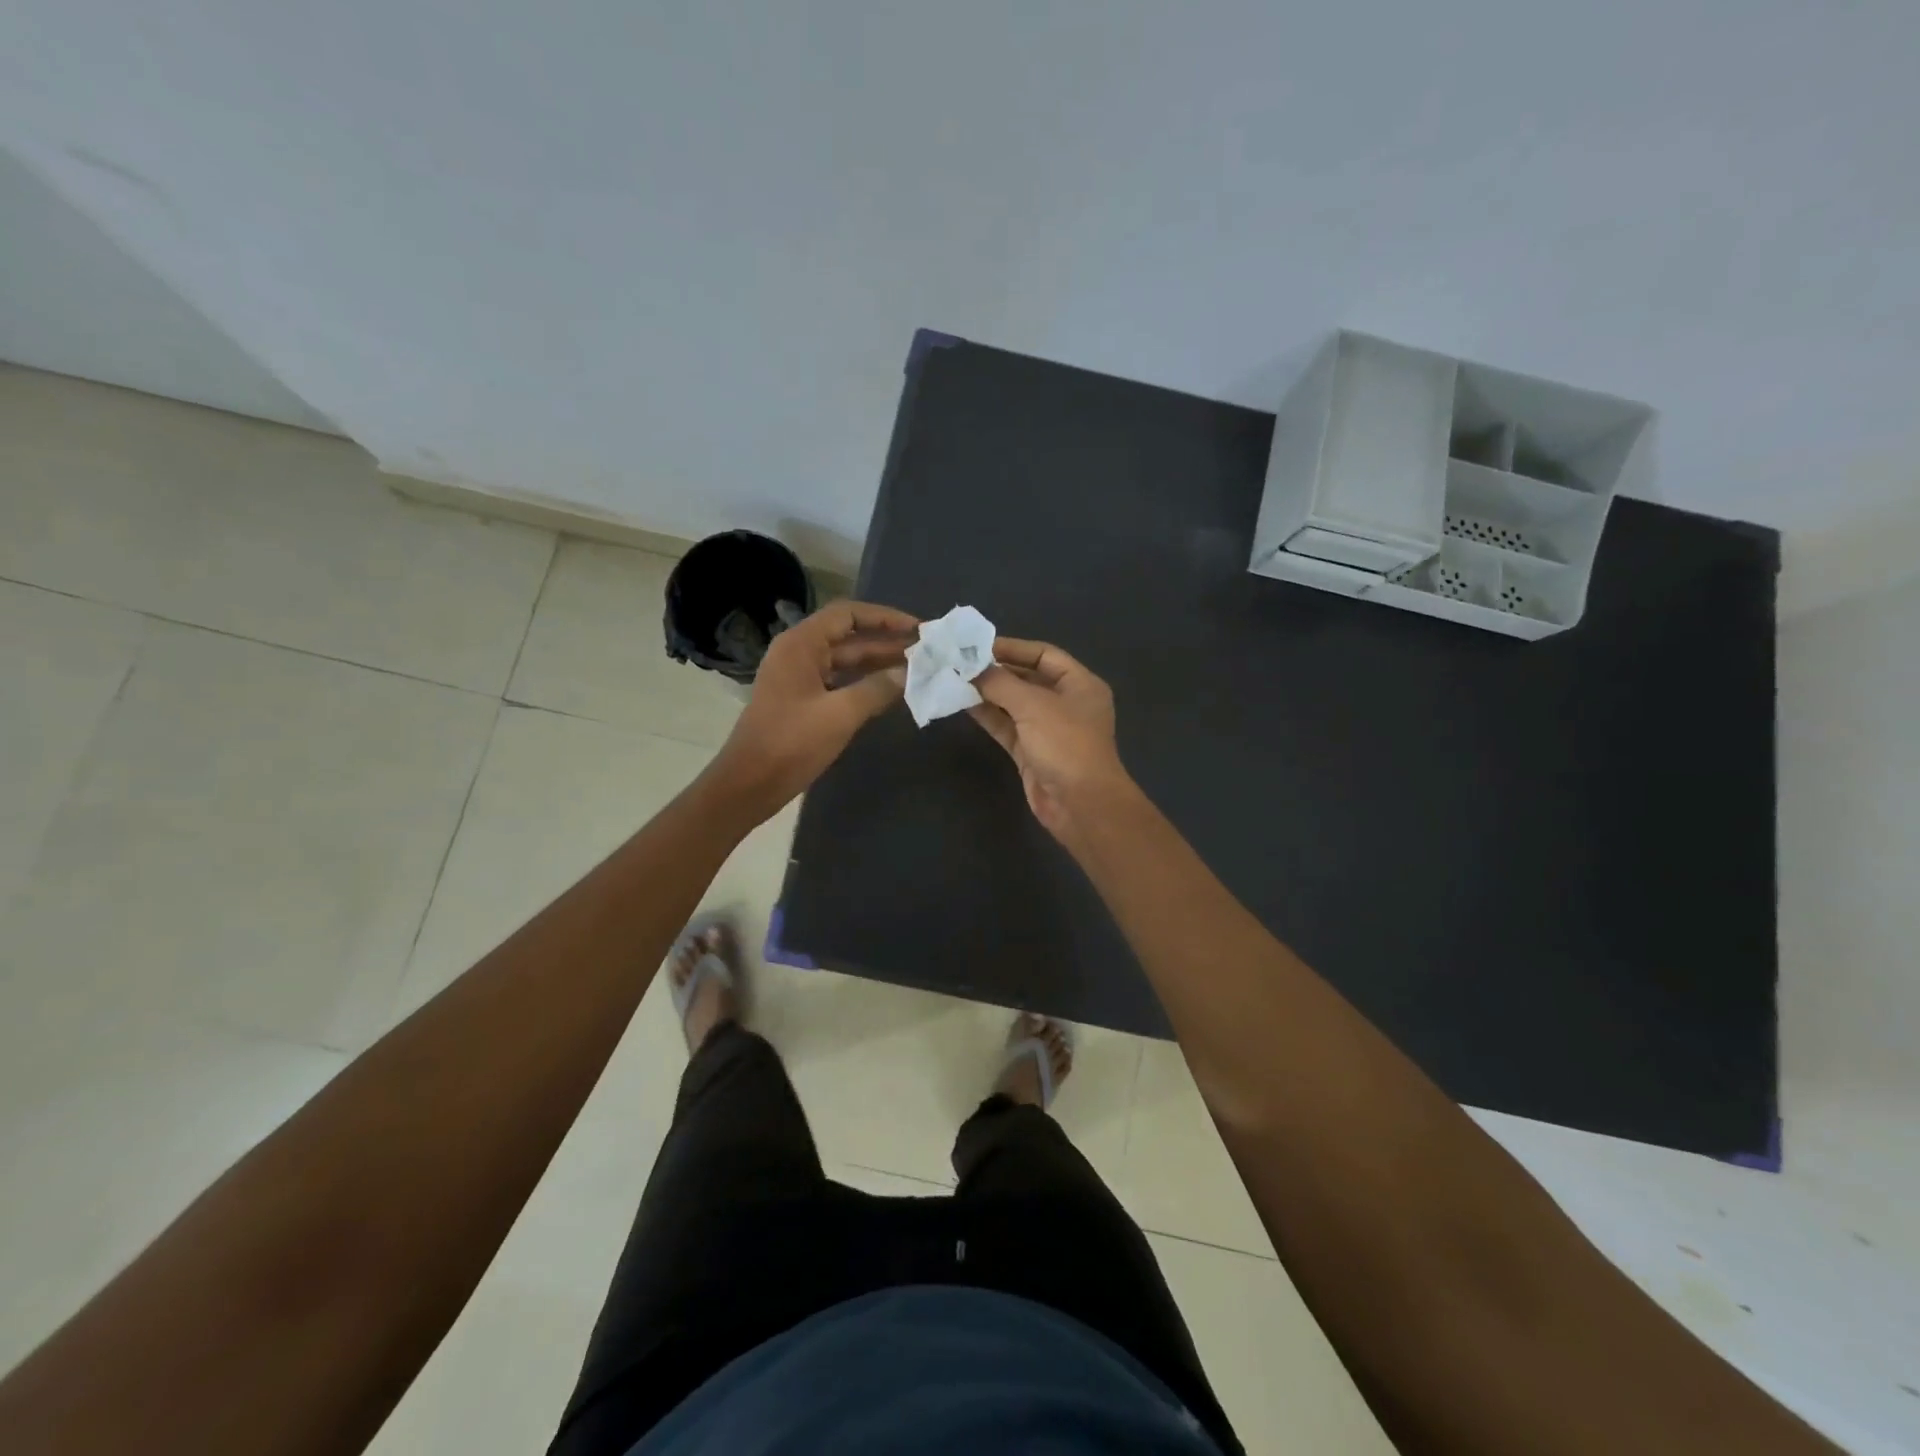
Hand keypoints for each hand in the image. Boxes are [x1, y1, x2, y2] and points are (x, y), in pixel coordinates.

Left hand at [708, 600, 916, 820]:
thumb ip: (876, 688)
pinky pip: (838, 681)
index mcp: (801, 645)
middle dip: (886, 642)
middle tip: (926, 651)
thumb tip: (907, 673)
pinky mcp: (801, 701)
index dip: (884, 617)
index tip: (917, 629)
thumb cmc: (791, 743)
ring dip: (878, 662)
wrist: (749, 784)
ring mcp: (799, 678)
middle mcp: (799, 653)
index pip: (847, 614)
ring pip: (845, 661)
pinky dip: (864, 682)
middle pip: (848, 637)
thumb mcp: (840, 714)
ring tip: (916, 668)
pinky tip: (890, 690)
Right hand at [967, 637, 1134, 842]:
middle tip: (959, 662)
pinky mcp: (1031, 752)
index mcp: (1080, 684)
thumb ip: (1000, 682)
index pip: (1043, 654)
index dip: (1011, 648)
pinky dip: (987, 715)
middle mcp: (1065, 703)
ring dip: (986, 693)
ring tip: (954, 680)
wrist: (1080, 804)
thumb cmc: (1065, 744)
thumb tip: (971, 668)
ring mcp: (1048, 729)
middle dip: (995, 671)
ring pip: (1013, 704)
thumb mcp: (1033, 705)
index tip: (976, 645)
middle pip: (1027, 678)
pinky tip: (962, 704)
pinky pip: (1006, 726)